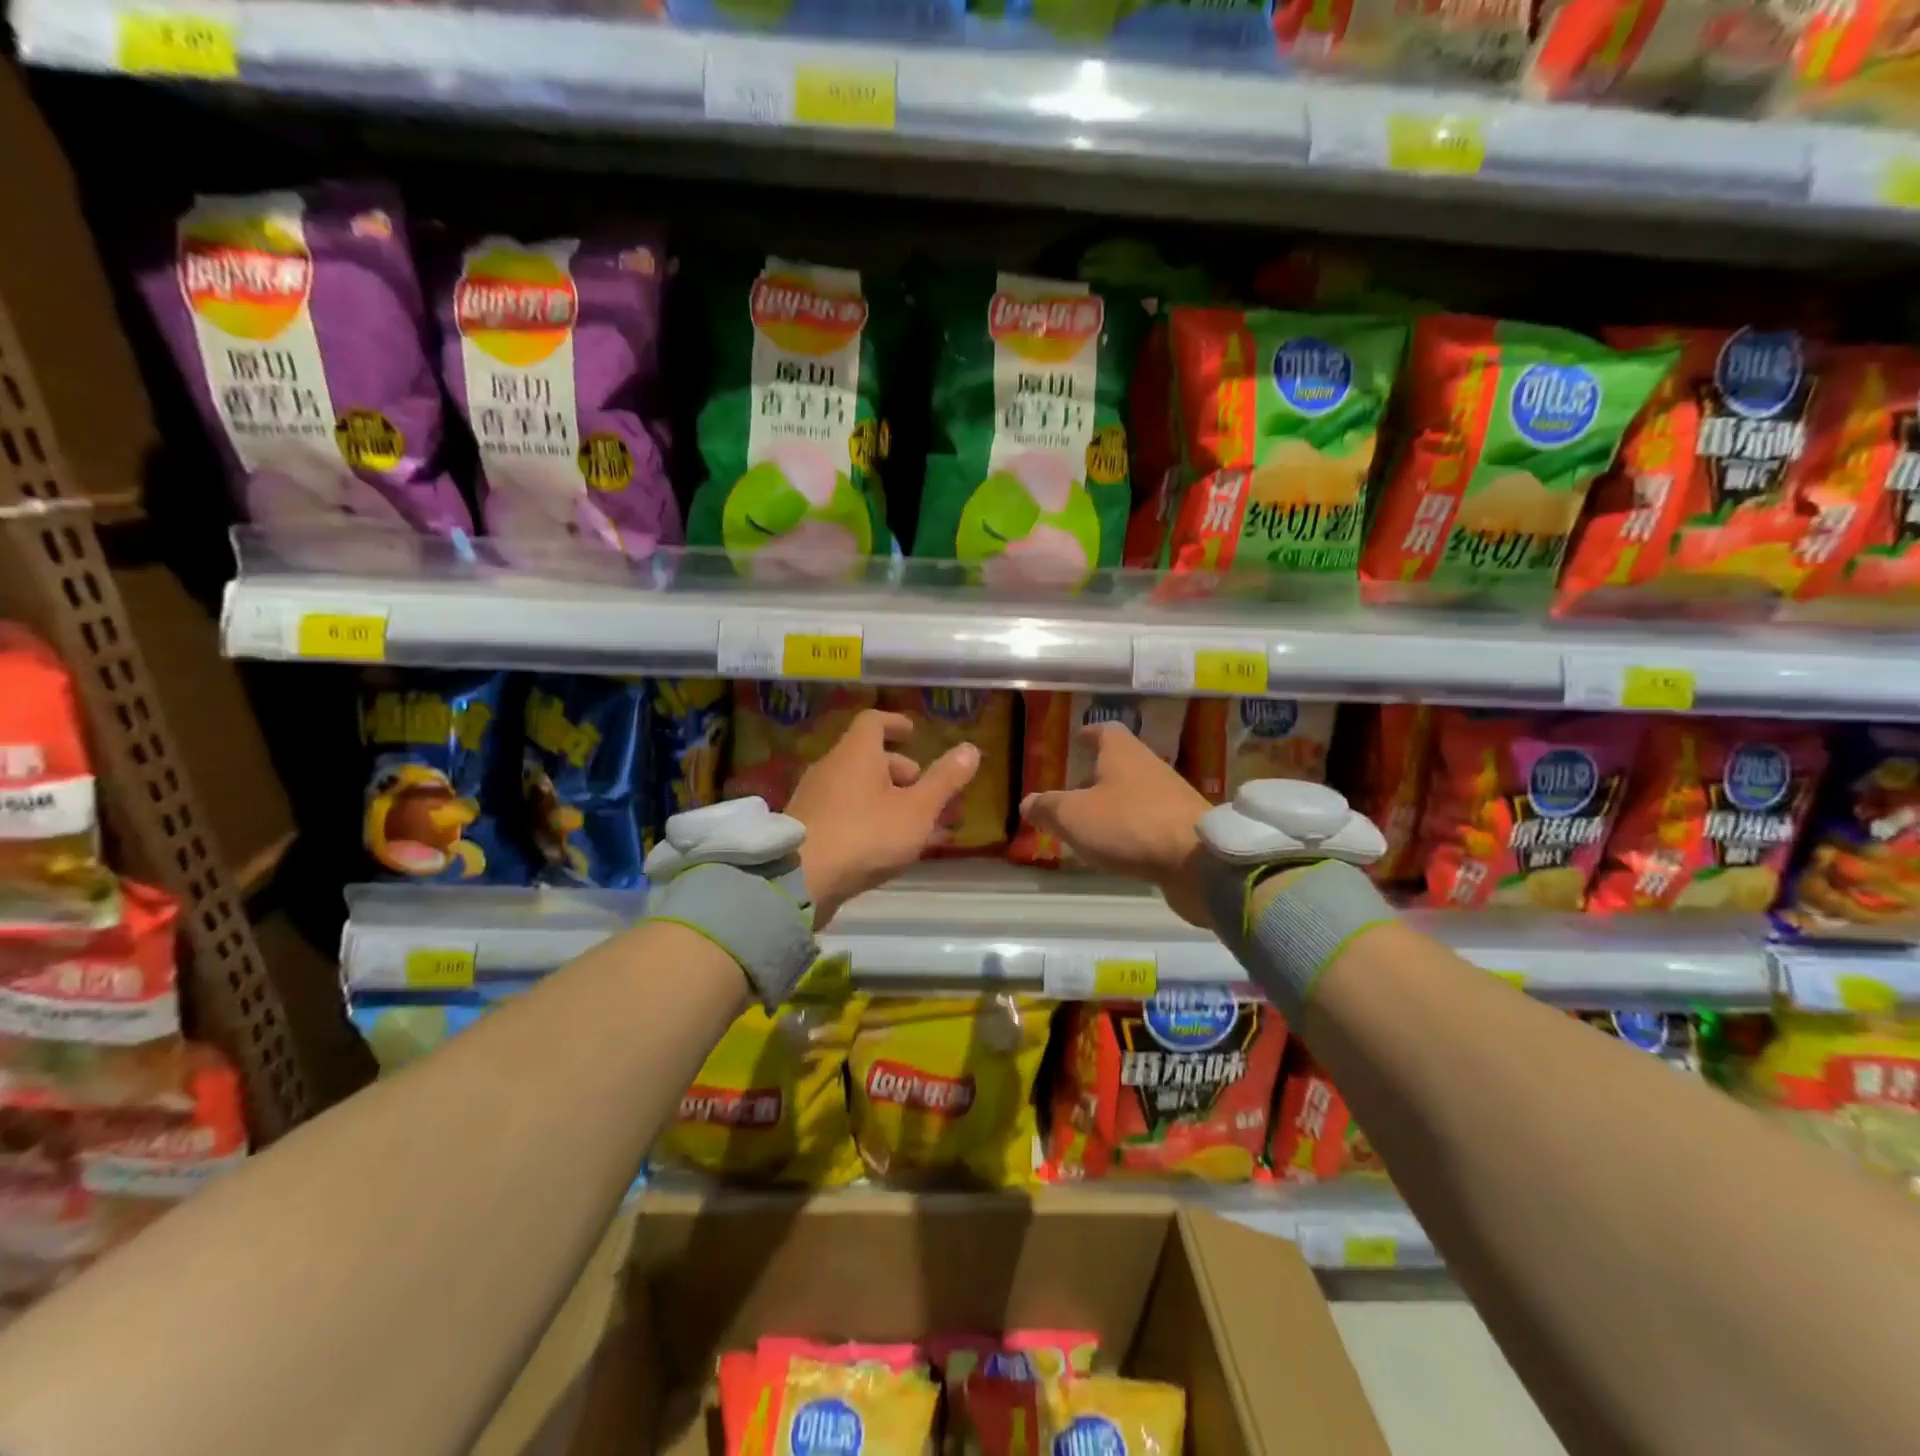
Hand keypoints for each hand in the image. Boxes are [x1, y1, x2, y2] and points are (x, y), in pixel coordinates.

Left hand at [788, 709, 979, 929]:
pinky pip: (845, 812)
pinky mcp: (806, 827)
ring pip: (858, 788)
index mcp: (856, 753)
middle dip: (900, 771)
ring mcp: (815, 798)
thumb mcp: (917, 810)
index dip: (896, 723)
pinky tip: (887, 847)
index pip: (874, 721)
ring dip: (889, 799)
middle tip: (925, 792)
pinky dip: (870, 818)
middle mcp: (831, 767)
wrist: (799, 880)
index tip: (913, 733)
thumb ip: (944, 780)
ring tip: (915, 825)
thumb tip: (970, 748)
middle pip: (867, 757)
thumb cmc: (865, 835)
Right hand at [1019, 721, 1213, 927]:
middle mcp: (1149, 768)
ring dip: (1114, 804)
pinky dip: (1130, 829)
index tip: (1078, 738)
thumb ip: (1048, 808)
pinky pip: (1149, 822)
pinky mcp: (1183, 829)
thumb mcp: (1073, 816)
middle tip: (1074, 789)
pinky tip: (1117, 847)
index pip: (1106, 731)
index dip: (1090, 734)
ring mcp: (1171, 798)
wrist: (1198, 861)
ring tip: (1090, 823)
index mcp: (1123, 754)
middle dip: (1097, 774)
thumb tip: (1027, 802)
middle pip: (1121, 763)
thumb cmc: (1129, 824)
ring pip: (1135, 793)